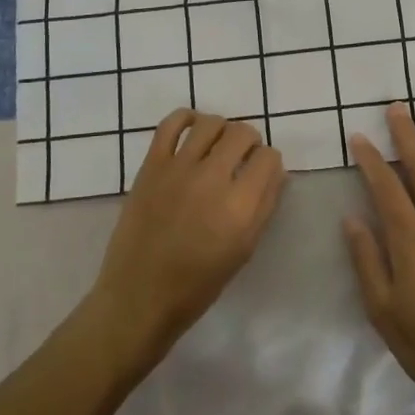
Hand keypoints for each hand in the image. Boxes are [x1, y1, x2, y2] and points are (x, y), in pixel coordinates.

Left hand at [89, 109, 287, 366]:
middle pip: (243, 132)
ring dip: (222, 129)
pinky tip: (192, 130)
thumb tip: (274, 172)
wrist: (139, 296)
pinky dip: (185, 118)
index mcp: (239, 207)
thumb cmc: (198, 284)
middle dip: (249, 142)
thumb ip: (264, 206)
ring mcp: (178, 168)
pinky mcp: (151, 165)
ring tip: (217, 146)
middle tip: (241, 159)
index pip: (269, 158)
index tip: (261, 172)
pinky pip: (171, 124)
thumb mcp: (244, 250)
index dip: (269, 163)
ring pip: (211, 122)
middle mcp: (212, 179)